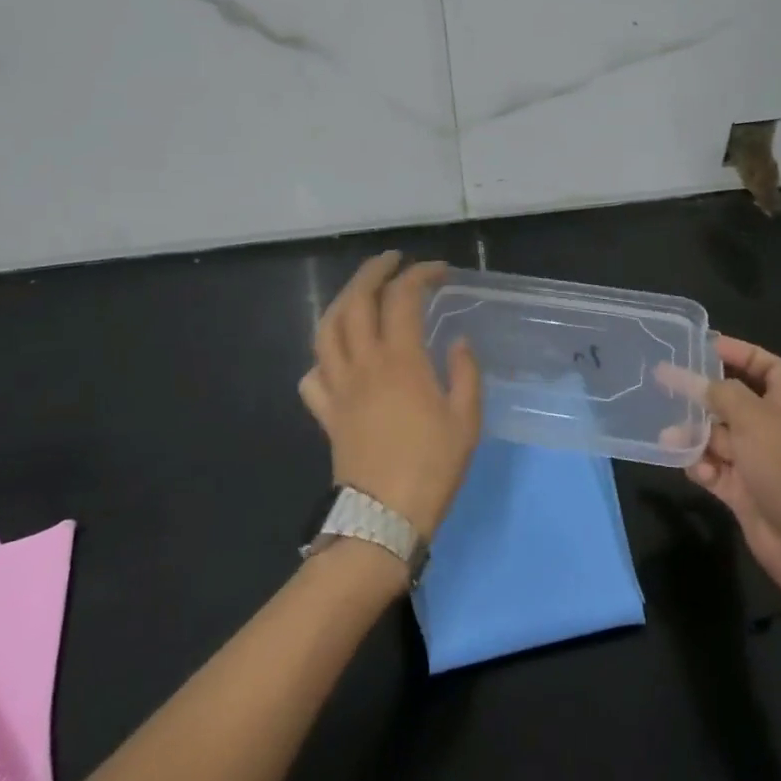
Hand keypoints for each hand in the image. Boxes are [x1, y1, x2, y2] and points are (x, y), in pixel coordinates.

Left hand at [299, 251, 482, 540]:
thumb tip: (457, 342)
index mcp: (400, 360)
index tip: (440, 271)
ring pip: (327, 330)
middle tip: (391, 261)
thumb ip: (465, 374)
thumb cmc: (432, 469)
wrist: (383, 519)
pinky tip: (336, 355)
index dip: (420, 275)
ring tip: (359, 292)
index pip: (403, 298)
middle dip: (372, 271)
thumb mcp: (466, 421)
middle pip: (356, 301)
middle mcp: (364, 364)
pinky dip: (322, 356)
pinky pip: (313, 375)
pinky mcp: (326, 412)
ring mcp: (339, 387)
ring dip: (342, 301)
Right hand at [687, 335, 780, 590]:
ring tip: (669, 436)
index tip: (706, 345)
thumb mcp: (754, 420)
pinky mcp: (741, 490)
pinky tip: (693, 468)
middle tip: (664, 383)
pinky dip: (700, 466)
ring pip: (715, 436)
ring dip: (692, 434)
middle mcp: (770, 427)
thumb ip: (720, 394)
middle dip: (701, 395)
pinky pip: (713, 469)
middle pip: (731, 401)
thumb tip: (693, 379)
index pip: (766, 367)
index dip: (740, 352)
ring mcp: (755, 460)